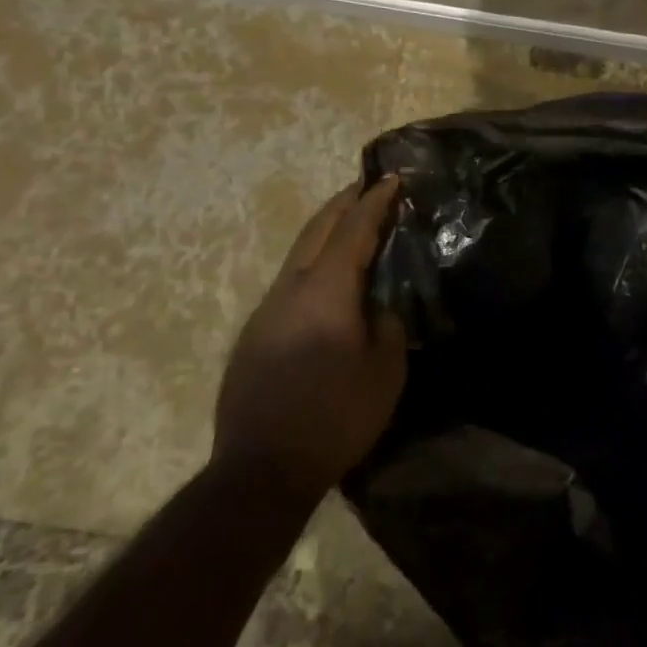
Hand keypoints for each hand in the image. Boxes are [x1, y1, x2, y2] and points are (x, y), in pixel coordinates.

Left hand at [214, 176, 407, 493]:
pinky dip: (313, 264)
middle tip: (367, 187)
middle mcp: (290, 288)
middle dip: (343, 203)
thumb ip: (388, 324)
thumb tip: (379, 306)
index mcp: (327, 290)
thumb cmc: (336, 415)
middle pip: (317, 229)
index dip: (375, 201)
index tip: (391, 178)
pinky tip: (327, 282)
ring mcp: (266, 310)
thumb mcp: (386, 370)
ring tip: (351, 227)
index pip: (354, 229)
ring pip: (299, 254)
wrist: (262, 469)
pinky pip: (290, 282)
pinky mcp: (254, 334)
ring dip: (326, 232)